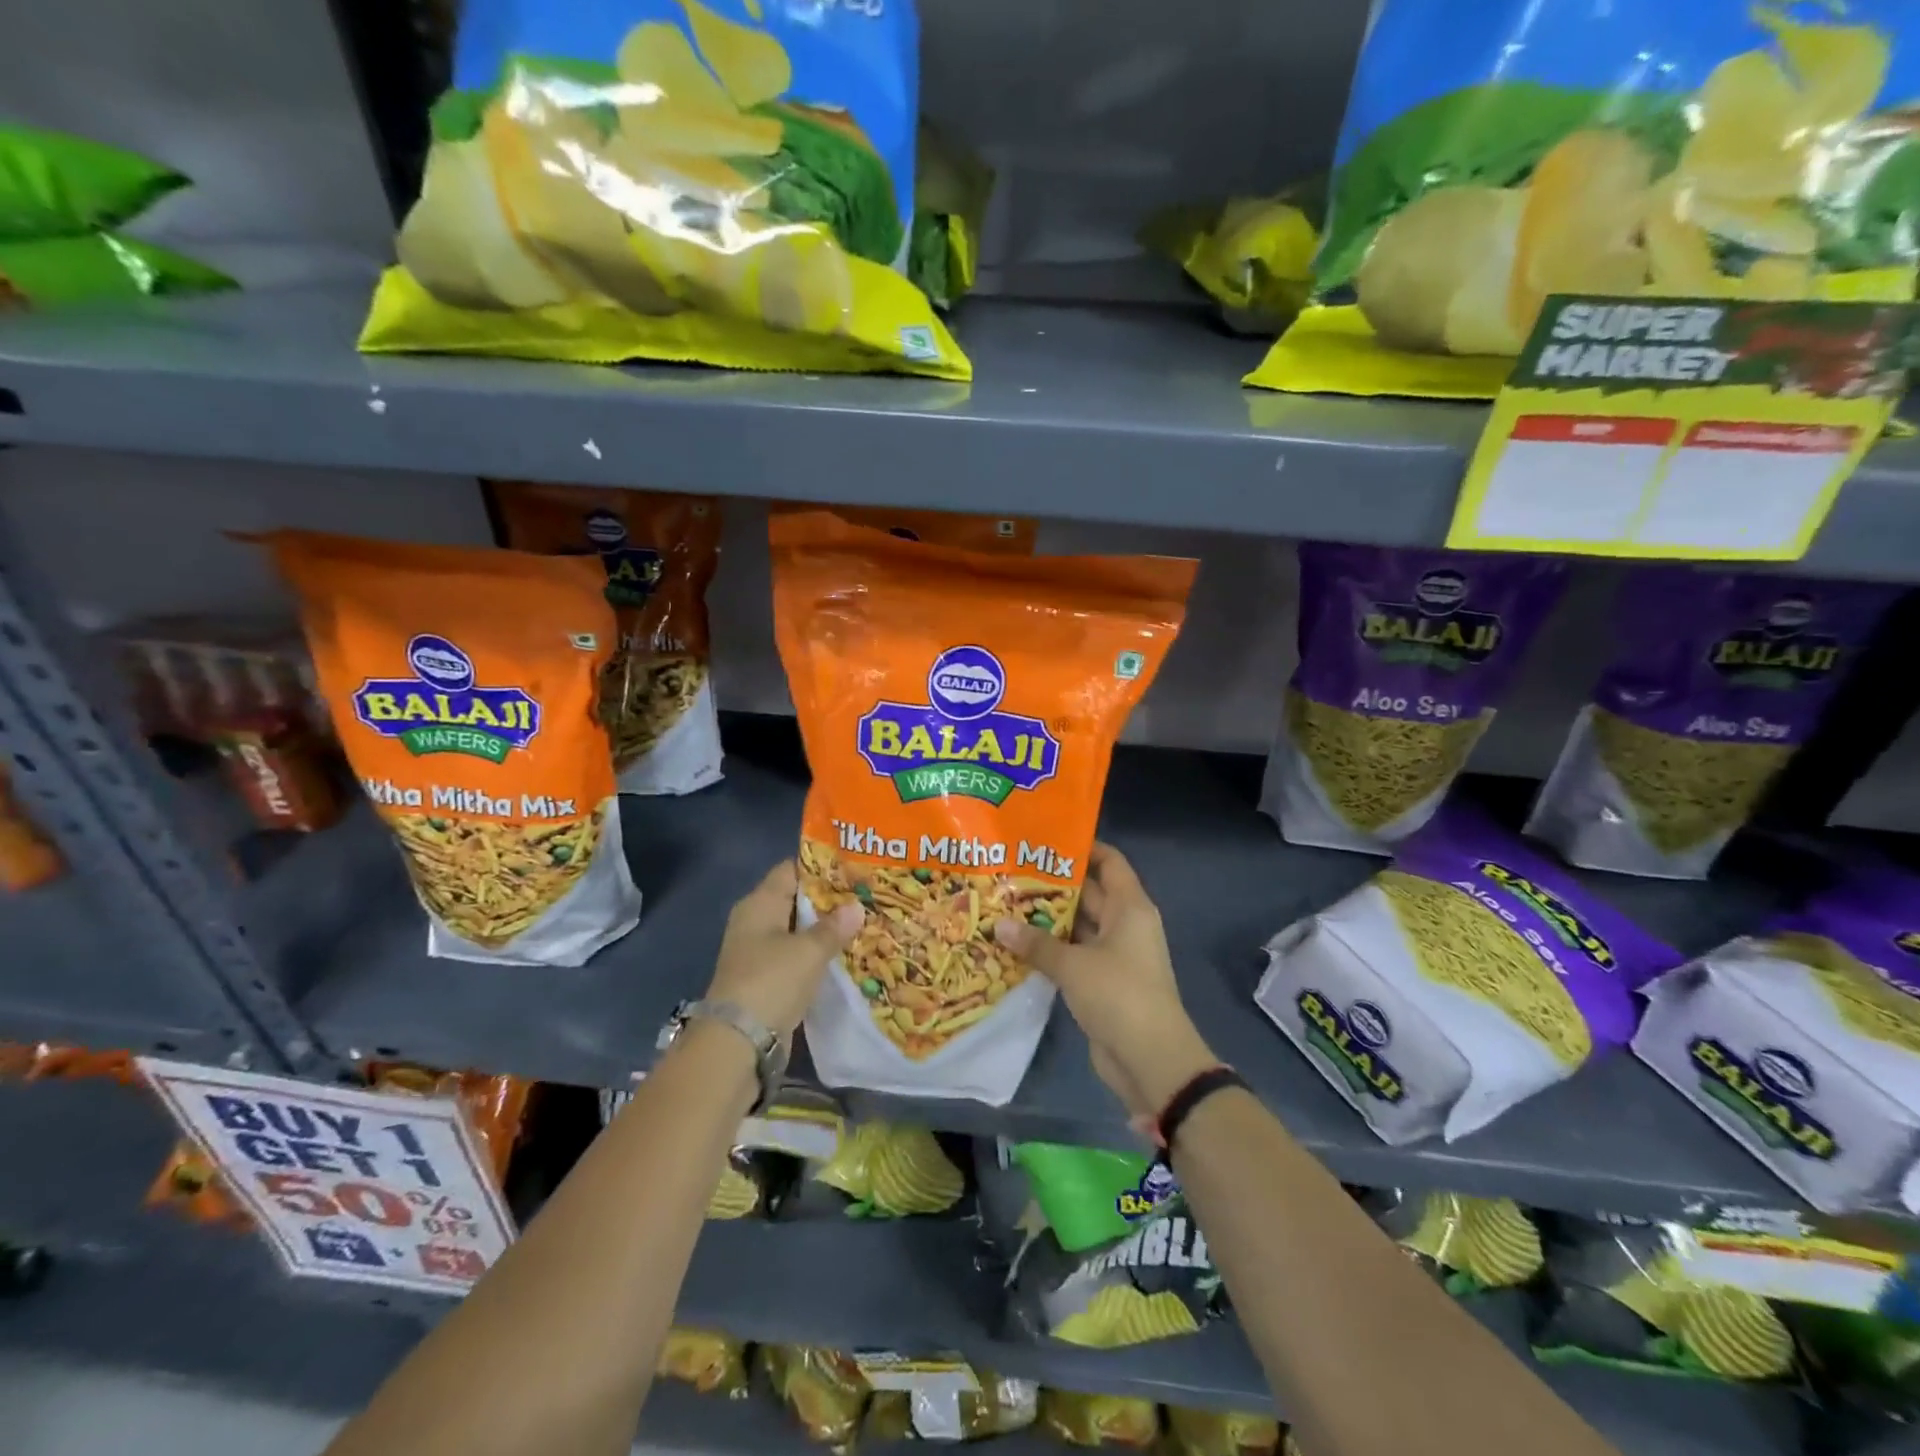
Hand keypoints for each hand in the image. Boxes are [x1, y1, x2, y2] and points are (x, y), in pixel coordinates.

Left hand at [707, 860, 862, 1039]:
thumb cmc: (772, 981)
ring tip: (863, 922)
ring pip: (798, 931)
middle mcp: (756, 922)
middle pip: (796, 900)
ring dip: (825, 930)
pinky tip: (845, 955)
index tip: (853, 867)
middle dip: (829, 899)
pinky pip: (797, 957)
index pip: (791, 870)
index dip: (821, 866)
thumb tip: (856, 907)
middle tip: (865, 895)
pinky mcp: (766, 980)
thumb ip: (834, 927)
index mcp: (759, 904)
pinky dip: (818, 955)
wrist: (738, 1042)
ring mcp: (759, 952)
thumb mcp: (809, 950)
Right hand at [995, 842, 1216, 1120]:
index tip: (1044, 840)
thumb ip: (1036, 943)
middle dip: (1053, 885)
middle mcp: (1124, 924)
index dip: (1083, 847)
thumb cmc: (1119, 995)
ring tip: (1005, 904)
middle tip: (1011, 872)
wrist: (1151, 1060)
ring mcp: (1114, 955)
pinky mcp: (1102, 982)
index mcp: (1129, 908)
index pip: (1109, 862)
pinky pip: (1074, 955)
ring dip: (1047, 919)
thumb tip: (998, 925)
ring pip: (1078, 926)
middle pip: (1089, 892)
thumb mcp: (1073, 965)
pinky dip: (1051, 949)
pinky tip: (1017, 944)